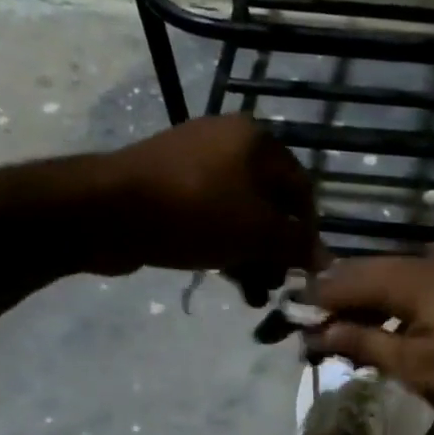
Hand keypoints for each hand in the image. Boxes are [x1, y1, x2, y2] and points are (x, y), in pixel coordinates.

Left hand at [87, 115, 320, 301]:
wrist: (108, 210)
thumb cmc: (197, 213)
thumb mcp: (259, 233)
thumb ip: (297, 246)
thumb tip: (325, 260)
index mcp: (257, 140)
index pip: (302, 190)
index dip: (308, 233)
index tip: (304, 270)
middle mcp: (229, 141)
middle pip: (270, 205)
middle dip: (276, 251)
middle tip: (275, 286)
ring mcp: (196, 161)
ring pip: (240, 216)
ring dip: (252, 257)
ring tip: (252, 294)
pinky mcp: (170, 185)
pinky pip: (211, 217)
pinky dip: (224, 246)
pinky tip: (226, 278)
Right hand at [307, 257, 433, 423]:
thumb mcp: (416, 365)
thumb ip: (365, 343)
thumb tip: (321, 331)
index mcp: (406, 278)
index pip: (342, 281)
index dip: (314, 304)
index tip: (291, 329)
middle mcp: (423, 266)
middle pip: (364, 276)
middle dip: (335, 304)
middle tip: (314, 337)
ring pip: (388, 284)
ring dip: (363, 309)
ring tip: (343, 340)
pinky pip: (412, 293)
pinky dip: (390, 312)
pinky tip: (385, 334)